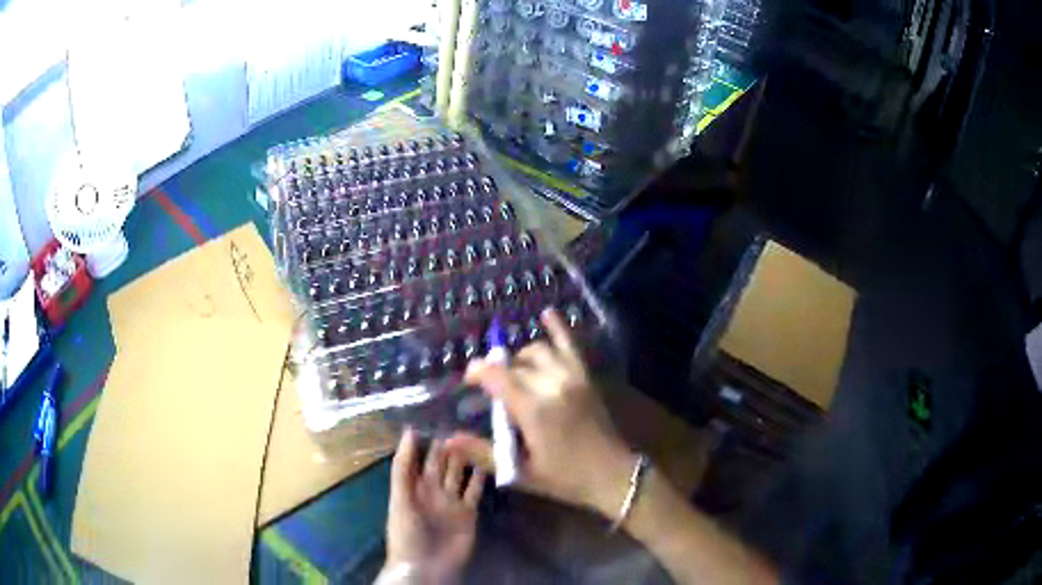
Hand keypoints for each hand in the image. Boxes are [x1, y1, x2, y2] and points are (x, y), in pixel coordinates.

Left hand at [382, 429, 485, 583]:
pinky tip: (487, 461)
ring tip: (476, 435)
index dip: (428, 440)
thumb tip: (408, 431)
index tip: (439, 416)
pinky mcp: (469, 512)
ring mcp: (452, 501)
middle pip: (443, 463)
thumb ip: (404, 467)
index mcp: (414, 485)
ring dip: (466, 458)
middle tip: (463, 421)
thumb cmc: (407, 531)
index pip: (422, 457)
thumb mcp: (400, 497)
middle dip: (450, 445)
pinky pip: (475, 491)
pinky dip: (480, 477)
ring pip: (459, 474)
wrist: (426, 565)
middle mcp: (434, 490)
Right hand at [447, 309, 636, 517]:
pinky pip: (571, 345)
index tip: (468, 380)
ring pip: (538, 351)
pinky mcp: (586, 376)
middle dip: (497, 370)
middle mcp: (552, 385)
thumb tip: (447, 440)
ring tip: (513, 372)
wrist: (613, 475)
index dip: (477, 372)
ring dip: (521, 357)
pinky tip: (547, 313)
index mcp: (534, 410)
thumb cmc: (565, 478)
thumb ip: (483, 453)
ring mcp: (572, 377)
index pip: (496, 376)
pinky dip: (558, 328)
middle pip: (515, 364)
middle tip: (491, 388)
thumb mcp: (520, 472)